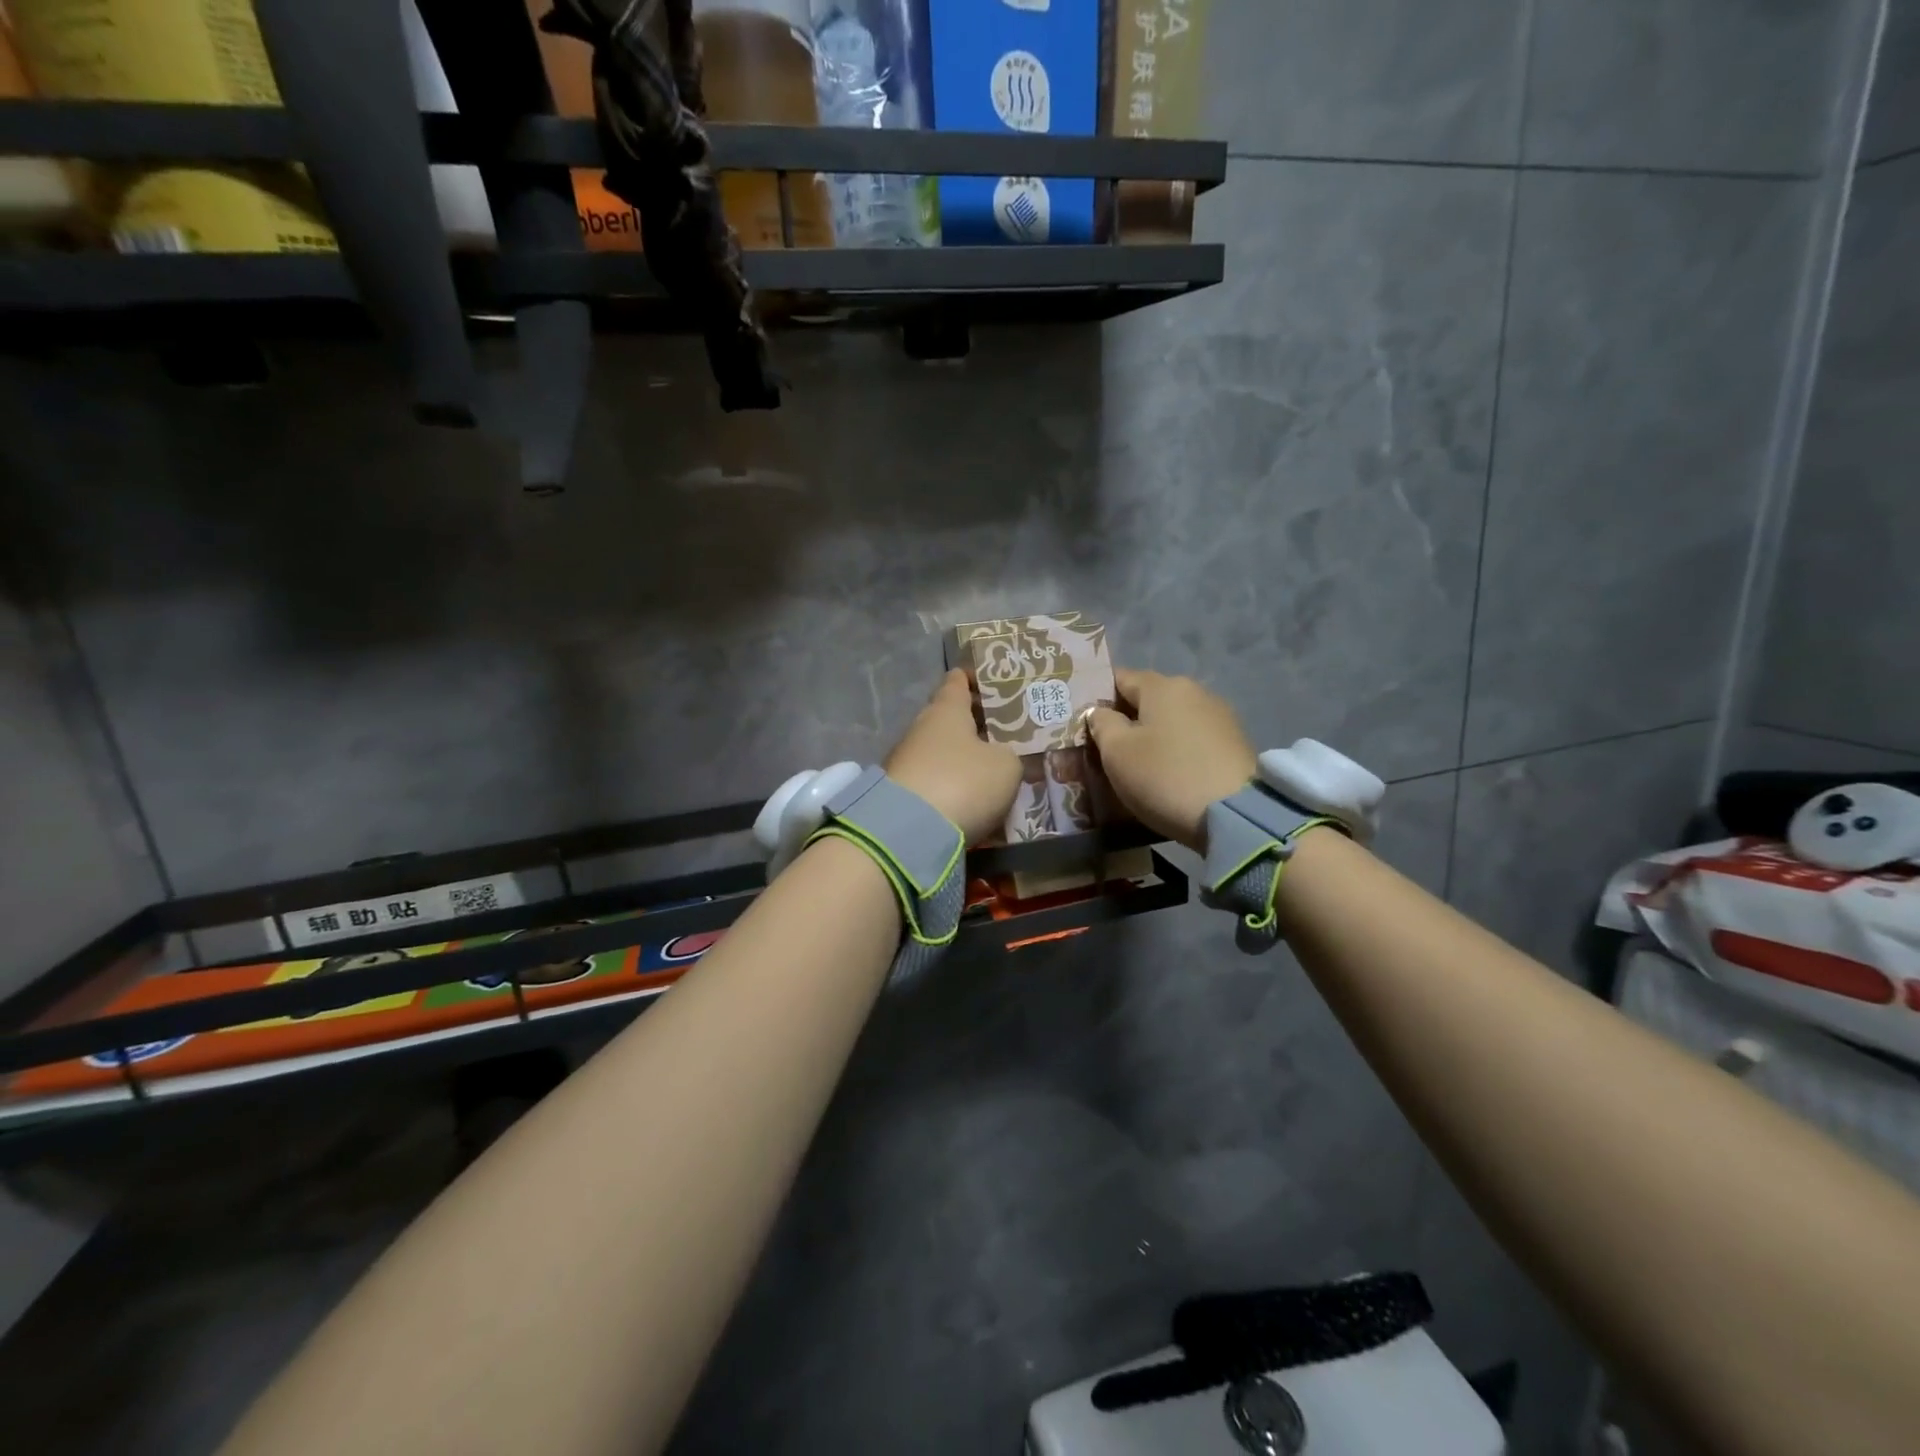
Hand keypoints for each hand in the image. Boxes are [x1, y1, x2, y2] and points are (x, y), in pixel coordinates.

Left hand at [885, 669, 1021, 845]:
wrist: (908, 832)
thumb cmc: (963, 782)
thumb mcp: (1006, 766)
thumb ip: (1010, 755)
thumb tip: (1001, 758)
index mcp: (946, 709)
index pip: (957, 681)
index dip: (975, 678)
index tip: (995, 685)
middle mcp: (921, 728)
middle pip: (949, 719)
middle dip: (974, 725)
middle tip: (1005, 736)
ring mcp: (905, 761)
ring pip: (941, 752)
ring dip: (963, 760)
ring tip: (993, 774)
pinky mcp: (899, 793)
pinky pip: (933, 782)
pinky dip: (951, 788)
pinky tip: (971, 802)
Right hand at [1087, 669, 1257, 851]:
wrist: (1236, 815)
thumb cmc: (1165, 776)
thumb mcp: (1118, 752)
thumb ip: (1102, 724)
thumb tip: (1100, 712)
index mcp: (1163, 686)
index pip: (1121, 678)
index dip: (1098, 696)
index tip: (1083, 720)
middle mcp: (1194, 691)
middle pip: (1149, 699)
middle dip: (1126, 718)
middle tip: (1104, 747)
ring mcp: (1219, 717)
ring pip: (1172, 720)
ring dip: (1153, 736)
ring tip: (1135, 764)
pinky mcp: (1234, 744)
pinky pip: (1192, 740)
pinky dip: (1176, 751)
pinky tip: (1167, 773)